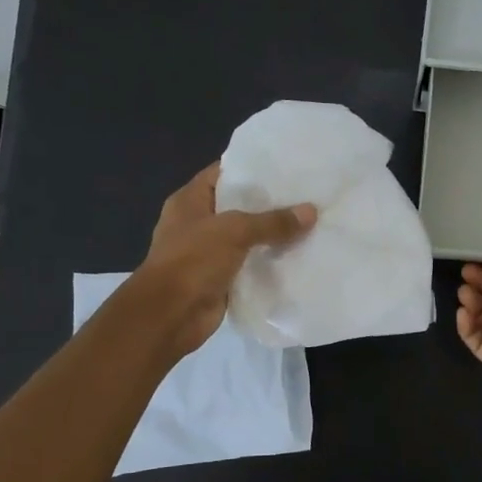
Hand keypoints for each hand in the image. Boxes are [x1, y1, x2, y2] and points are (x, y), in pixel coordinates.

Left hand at [134, 163, 315, 356]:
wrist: (170, 315)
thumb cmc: (193, 261)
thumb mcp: (234, 231)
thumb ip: (272, 221)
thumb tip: (311, 211)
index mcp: (190, 201)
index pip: (223, 173)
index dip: (251, 167)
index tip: (286, 165)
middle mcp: (198, 223)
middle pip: (239, 206)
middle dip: (270, 203)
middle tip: (307, 194)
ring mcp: (209, 253)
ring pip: (248, 238)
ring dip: (273, 235)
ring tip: (311, 223)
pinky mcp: (221, 279)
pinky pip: (251, 265)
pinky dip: (270, 263)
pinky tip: (299, 256)